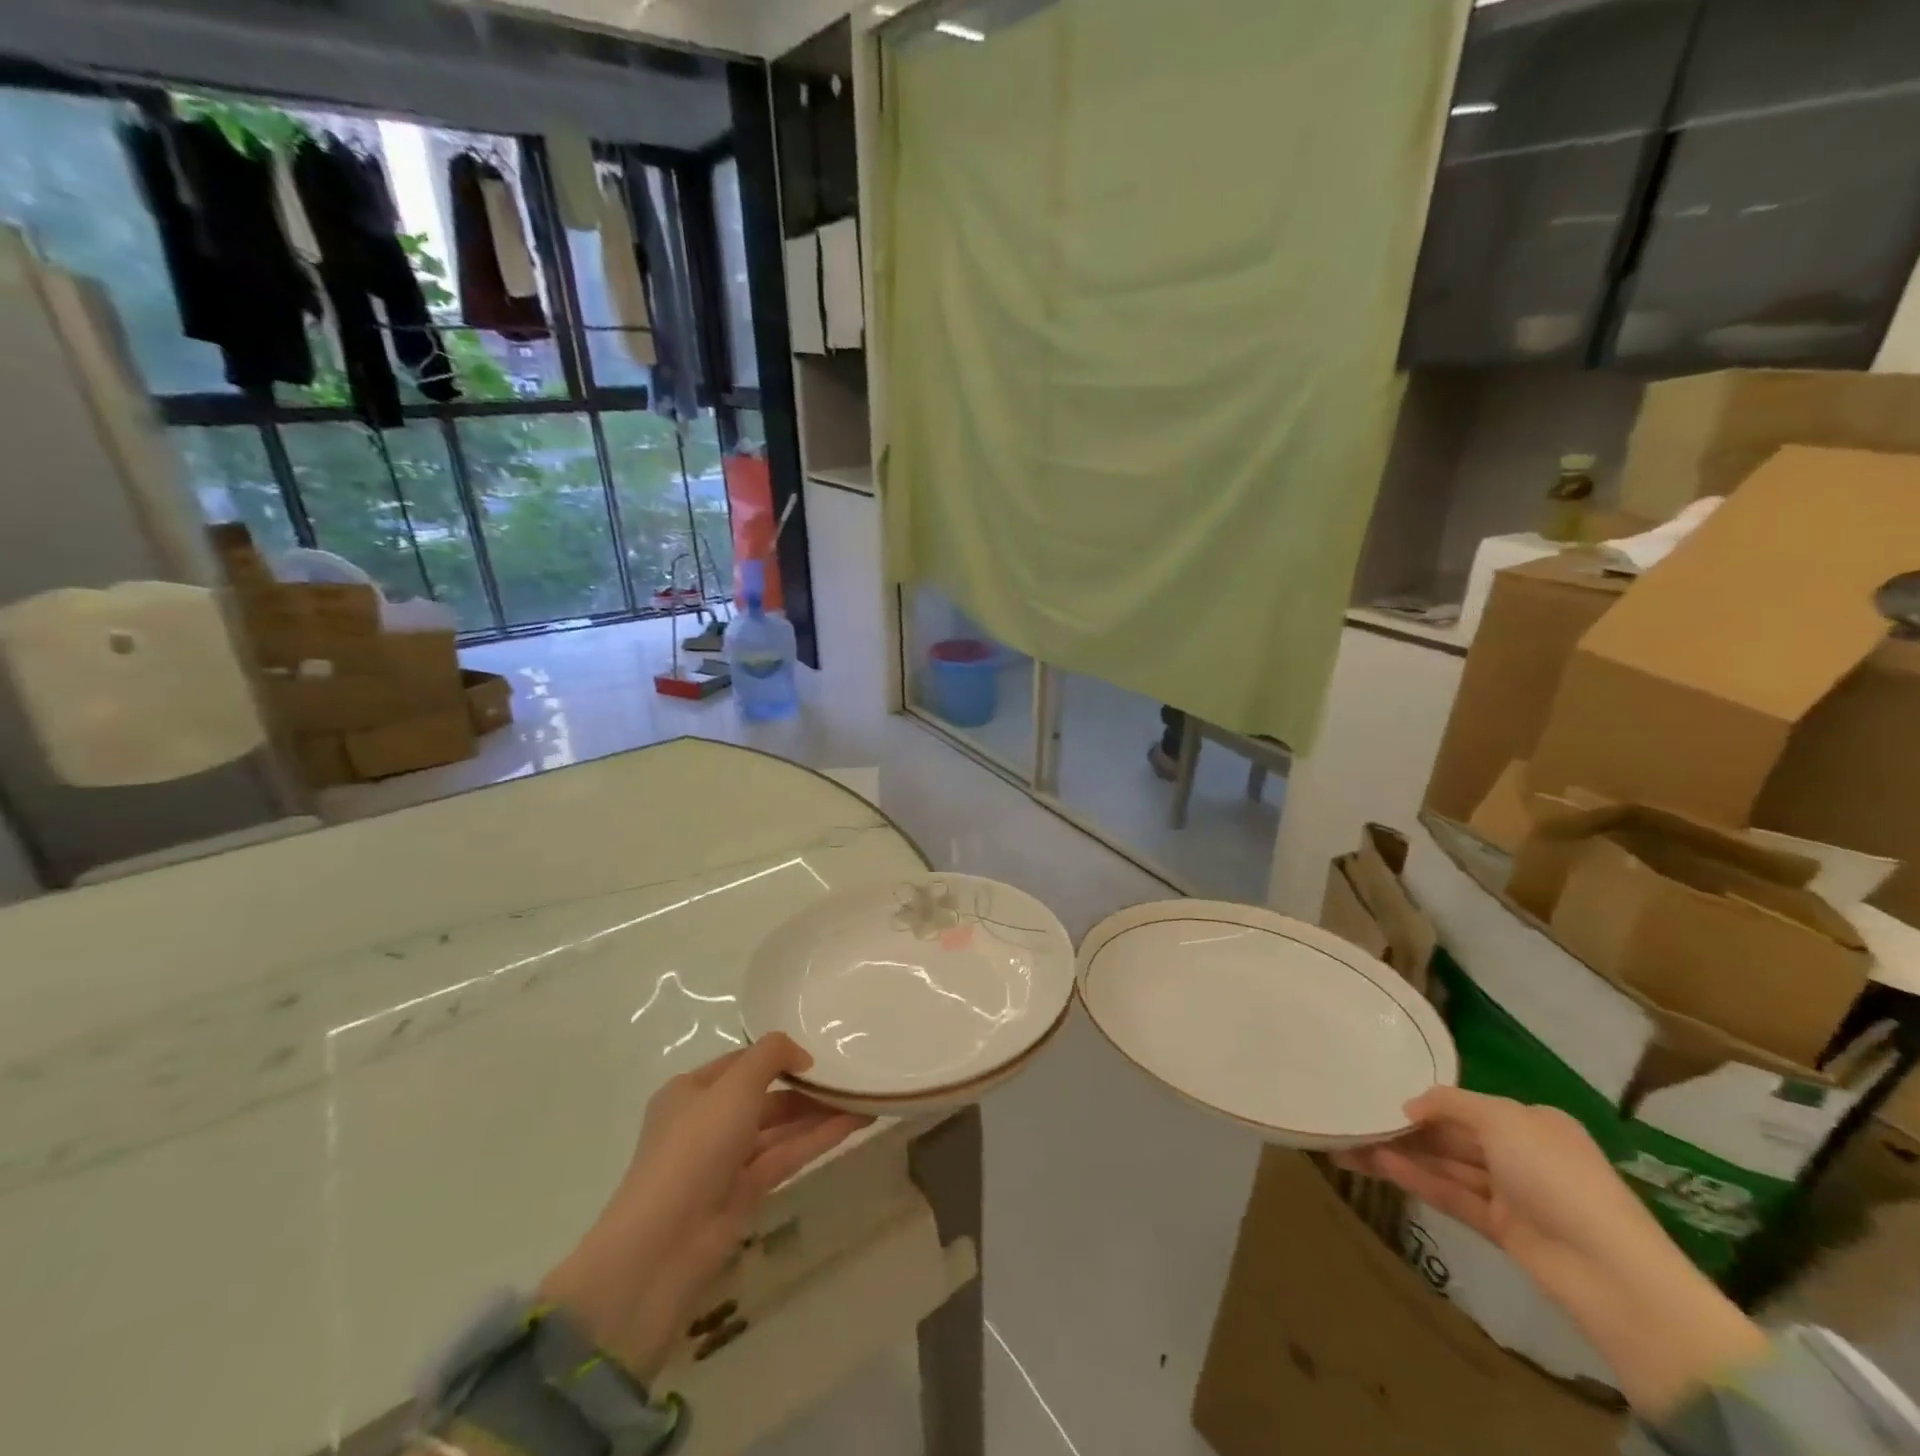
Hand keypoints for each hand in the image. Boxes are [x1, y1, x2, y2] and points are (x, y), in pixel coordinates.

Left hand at [539, 1035, 868, 1382]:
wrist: (664, 1246)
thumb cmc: (695, 1147)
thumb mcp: (734, 1085)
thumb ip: (771, 1055)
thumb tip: (801, 1055)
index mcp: (689, 1092)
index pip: (740, 1062)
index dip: (776, 1055)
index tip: (817, 1052)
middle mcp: (705, 1122)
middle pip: (763, 1096)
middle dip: (804, 1085)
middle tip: (848, 1075)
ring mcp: (725, 1160)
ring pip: (779, 1128)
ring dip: (818, 1112)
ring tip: (861, 1096)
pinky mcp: (745, 1193)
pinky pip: (787, 1155)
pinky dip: (818, 1139)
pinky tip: (854, 1123)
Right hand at [1339, 1087, 1768, 1417]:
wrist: (1613, 1275)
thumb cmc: (1559, 1178)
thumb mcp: (1504, 1121)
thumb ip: (1451, 1105)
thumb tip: (1409, 1106)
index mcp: (1531, 1122)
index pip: (1467, 1106)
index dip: (1424, 1101)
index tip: (1379, 1096)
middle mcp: (1521, 1153)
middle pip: (1451, 1135)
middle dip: (1404, 1129)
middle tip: (1352, 1120)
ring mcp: (1511, 1194)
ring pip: (1444, 1165)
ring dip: (1400, 1155)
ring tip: (1349, 1145)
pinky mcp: (1502, 1229)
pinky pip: (1450, 1194)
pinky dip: (1416, 1180)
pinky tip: (1378, 1165)